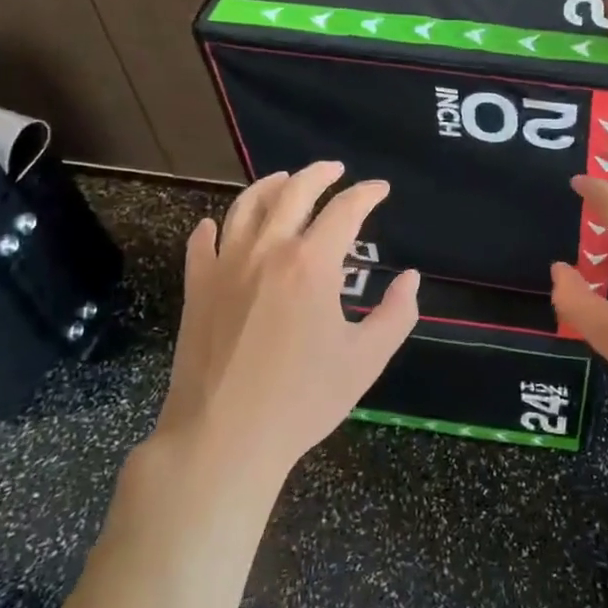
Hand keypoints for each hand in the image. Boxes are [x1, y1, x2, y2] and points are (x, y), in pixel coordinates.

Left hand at [153, 162, 419, 488]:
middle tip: (336, 169)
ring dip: (270, 186)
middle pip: (293, 192)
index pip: (344, 210)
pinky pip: (201, 243)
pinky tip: (217, 225)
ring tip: (285, 180)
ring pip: (246, 206)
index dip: (366, 194)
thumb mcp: (365, 360)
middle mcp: (267, 251)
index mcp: (311, 264)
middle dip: (319, 173)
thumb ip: (396, 314)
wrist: (223, 438)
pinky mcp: (197, 288)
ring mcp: (225, 266)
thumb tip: (411, 278)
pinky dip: (212, 226)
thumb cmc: (302, 400)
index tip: (380, 190)